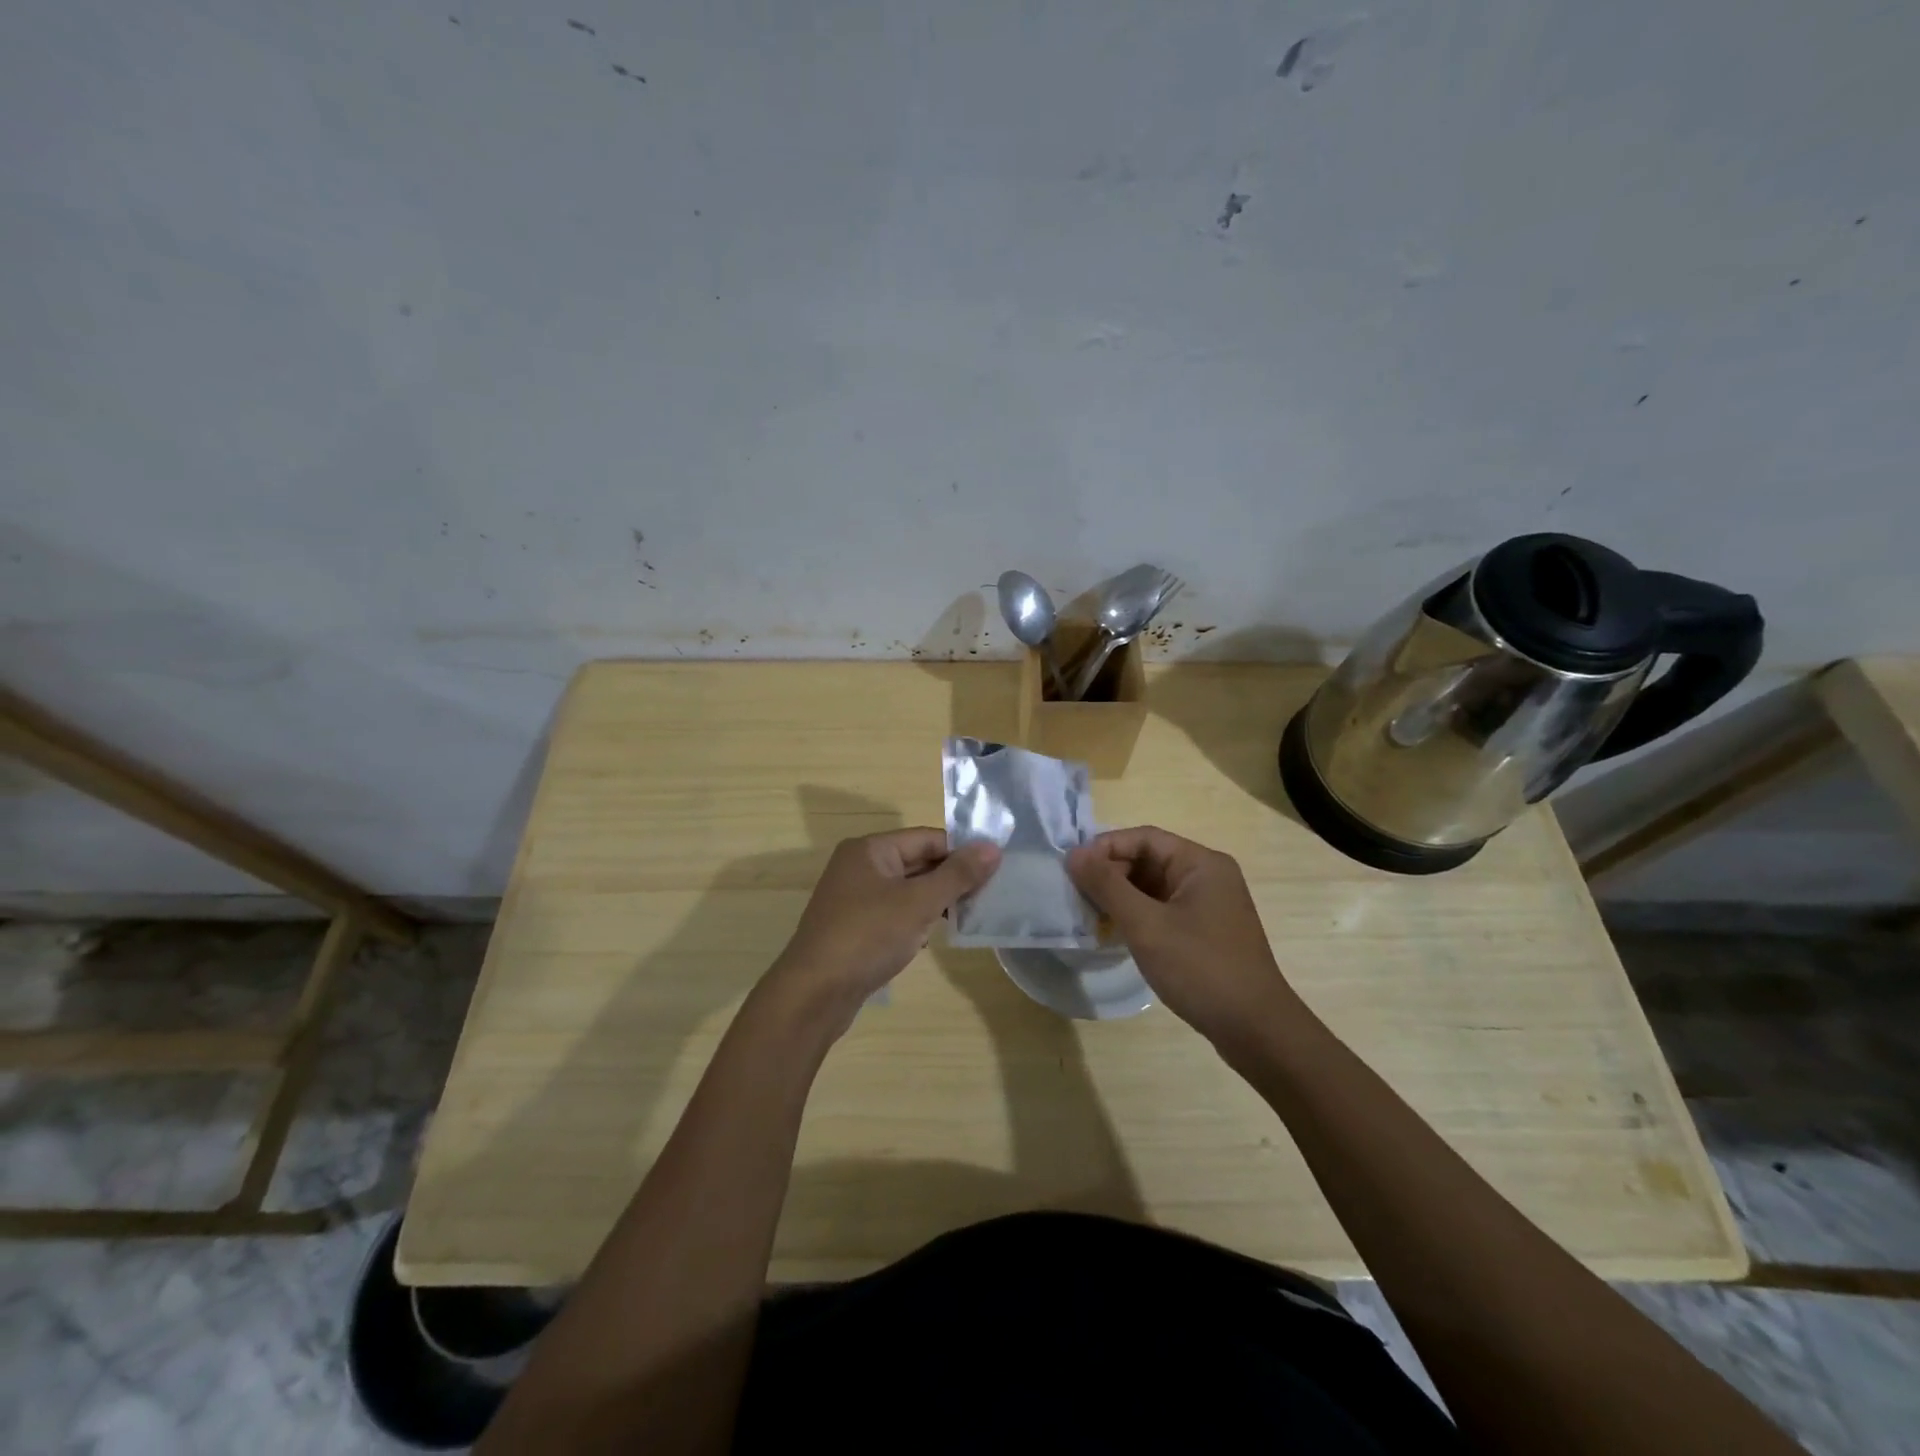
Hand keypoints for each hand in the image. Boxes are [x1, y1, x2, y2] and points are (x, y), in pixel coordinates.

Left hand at [766, 829, 1000, 1033]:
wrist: (814, 993)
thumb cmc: (868, 936)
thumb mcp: (918, 902)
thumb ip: (957, 875)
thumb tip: (993, 848)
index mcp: (870, 849)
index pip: (927, 838)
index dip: (961, 851)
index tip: (994, 870)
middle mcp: (859, 866)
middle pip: (917, 862)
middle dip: (950, 878)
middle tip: (988, 895)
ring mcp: (854, 898)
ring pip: (906, 890)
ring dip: (935, 901)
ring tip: (968, 916)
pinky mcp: (854, 927)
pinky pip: (894, 913)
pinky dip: (915, 920)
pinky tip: (932, 937)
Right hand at [1067, 826, 1299, 1049]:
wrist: (1255, 1030)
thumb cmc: (1200, 968)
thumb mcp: (1146, 925)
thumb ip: (1107, 885)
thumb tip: (1074, 854)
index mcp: (1201, 863)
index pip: (1144, 838)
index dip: (1105, 847)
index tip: (1071, 868)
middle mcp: (1207, 877)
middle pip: (1148, 860)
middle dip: (1110, 873)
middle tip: (1075, 894)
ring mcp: (1208, 906)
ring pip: (1153, 887)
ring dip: (1120, 896)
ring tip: (1088, 914)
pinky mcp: (1204, 932)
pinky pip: (1162, 910)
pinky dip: (1136, 916)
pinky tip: (1113, 933)